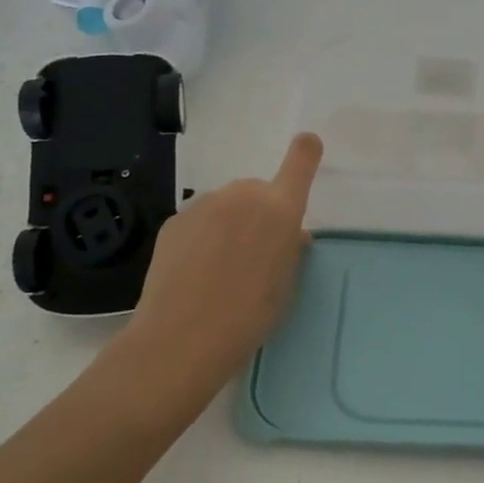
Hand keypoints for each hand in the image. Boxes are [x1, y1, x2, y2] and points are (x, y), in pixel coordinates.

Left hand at [120, 133, 323, 398]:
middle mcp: (242, 196)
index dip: (306, 153)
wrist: (182, 338)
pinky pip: (200, 220)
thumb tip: (291, 235)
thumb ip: (290, 250)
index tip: (308, 144)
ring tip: (221, 268)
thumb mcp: (285, 285)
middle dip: (260, 212)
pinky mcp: (175, 220)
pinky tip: (195, 271)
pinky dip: (203, 236)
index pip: (299, 165)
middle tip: (255, 254)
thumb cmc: (249, 317)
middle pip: (258, 191)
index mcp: (280, 211)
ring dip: (230, 224)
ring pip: (226, 205)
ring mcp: (204, 205)